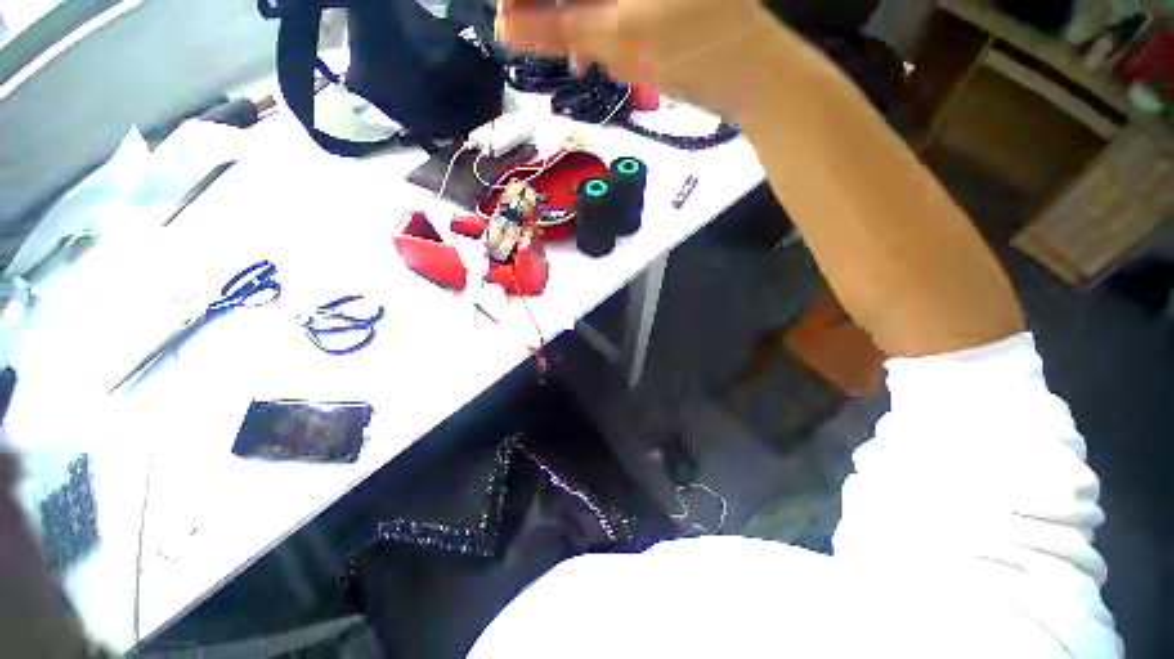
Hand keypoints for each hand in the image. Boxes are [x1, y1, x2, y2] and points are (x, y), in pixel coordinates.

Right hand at [495, 0, 784, 118]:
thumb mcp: (613, 36)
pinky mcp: (646, 1)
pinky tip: (594, 53)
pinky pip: (603, 7)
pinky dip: (592, 29)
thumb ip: (554, 28)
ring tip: (577, 56)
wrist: (744, 70)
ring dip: (570, 22)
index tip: (508, 19)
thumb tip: (503, 26)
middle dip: (548, 9)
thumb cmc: (686, 46)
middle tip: (542, 41)